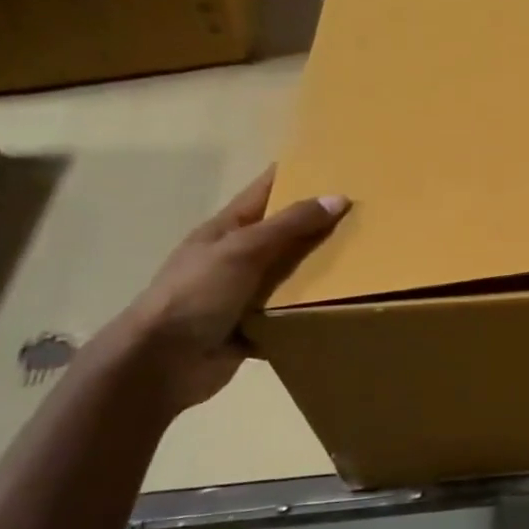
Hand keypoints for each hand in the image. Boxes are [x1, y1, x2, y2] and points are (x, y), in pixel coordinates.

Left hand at [110, 168, 347, 410]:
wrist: (160, 363)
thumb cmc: (195, 294)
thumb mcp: (243, 250)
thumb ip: (290, 225)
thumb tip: (338, 197)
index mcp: (227, 230)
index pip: (266, 192)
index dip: (296, 176)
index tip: (335, 165)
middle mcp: (236, 257)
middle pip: (285, 234)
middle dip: (320, 225)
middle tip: (367, 216)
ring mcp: (243, 294)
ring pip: (292, 275)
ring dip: (322, 272)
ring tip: (368, 261)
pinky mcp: (253, 327)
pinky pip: (290, 314)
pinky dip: (311, 312)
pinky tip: (343, 308)